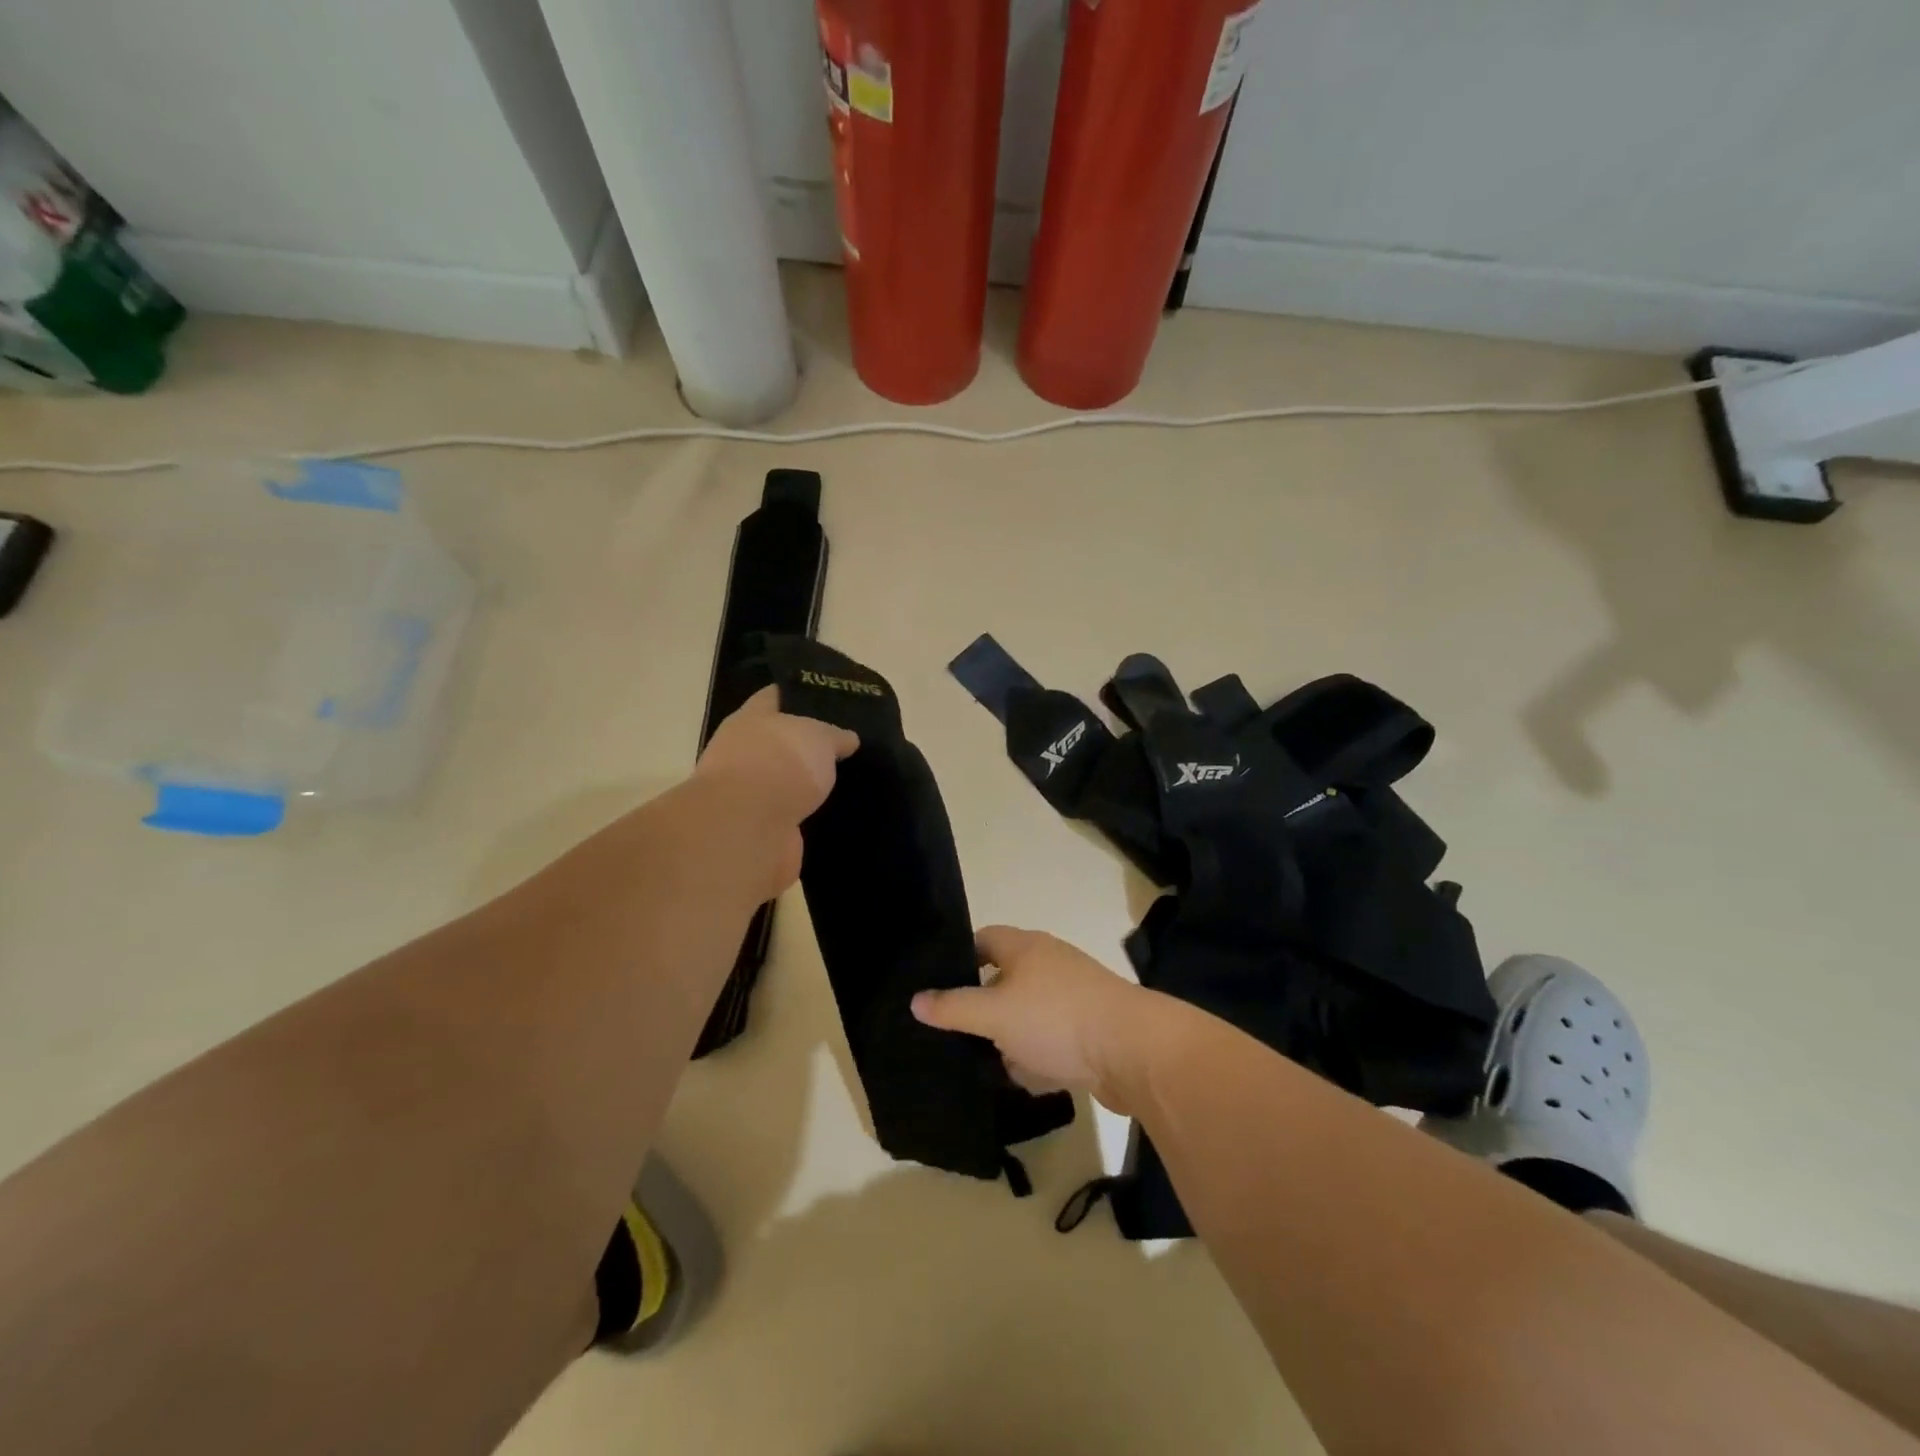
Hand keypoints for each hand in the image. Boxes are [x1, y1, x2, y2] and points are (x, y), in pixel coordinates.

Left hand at [696, 687, 858, 895]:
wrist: (750, 828)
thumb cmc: (781, 763)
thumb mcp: (819, 737)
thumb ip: (835, 736)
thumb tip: (848, 739)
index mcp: (751, 719)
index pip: (774, 697)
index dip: (799, 695)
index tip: (829, 699)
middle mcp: (743, 752)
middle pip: (779, 742)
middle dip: (807, 744)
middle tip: (846, 745)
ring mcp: (748, 793)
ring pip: (784, 781)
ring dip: (807, 784)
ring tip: (846, 780)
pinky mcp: (759, 829)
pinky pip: (790, 815)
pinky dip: (807, 815)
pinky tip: (834, 813)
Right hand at [911, 926, 1154, 1112]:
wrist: (1133, 1051)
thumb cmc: (1056, 1019)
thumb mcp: (994, 1014)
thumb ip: (953, 1008)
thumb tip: (916, 999)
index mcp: (1025, 947)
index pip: (983, 940)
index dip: (959, 960)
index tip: (937, 988)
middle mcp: (1050, 964)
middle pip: (1004, 981)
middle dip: (984, 1011)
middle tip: (958, 1035)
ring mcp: (1073, 996)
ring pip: (1027, 1015)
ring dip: (1012, 1039)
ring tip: (992, 1065)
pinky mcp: (1090, 1028)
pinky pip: (1053, 1039)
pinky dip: (1041, 1057)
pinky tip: (1033, 1078)